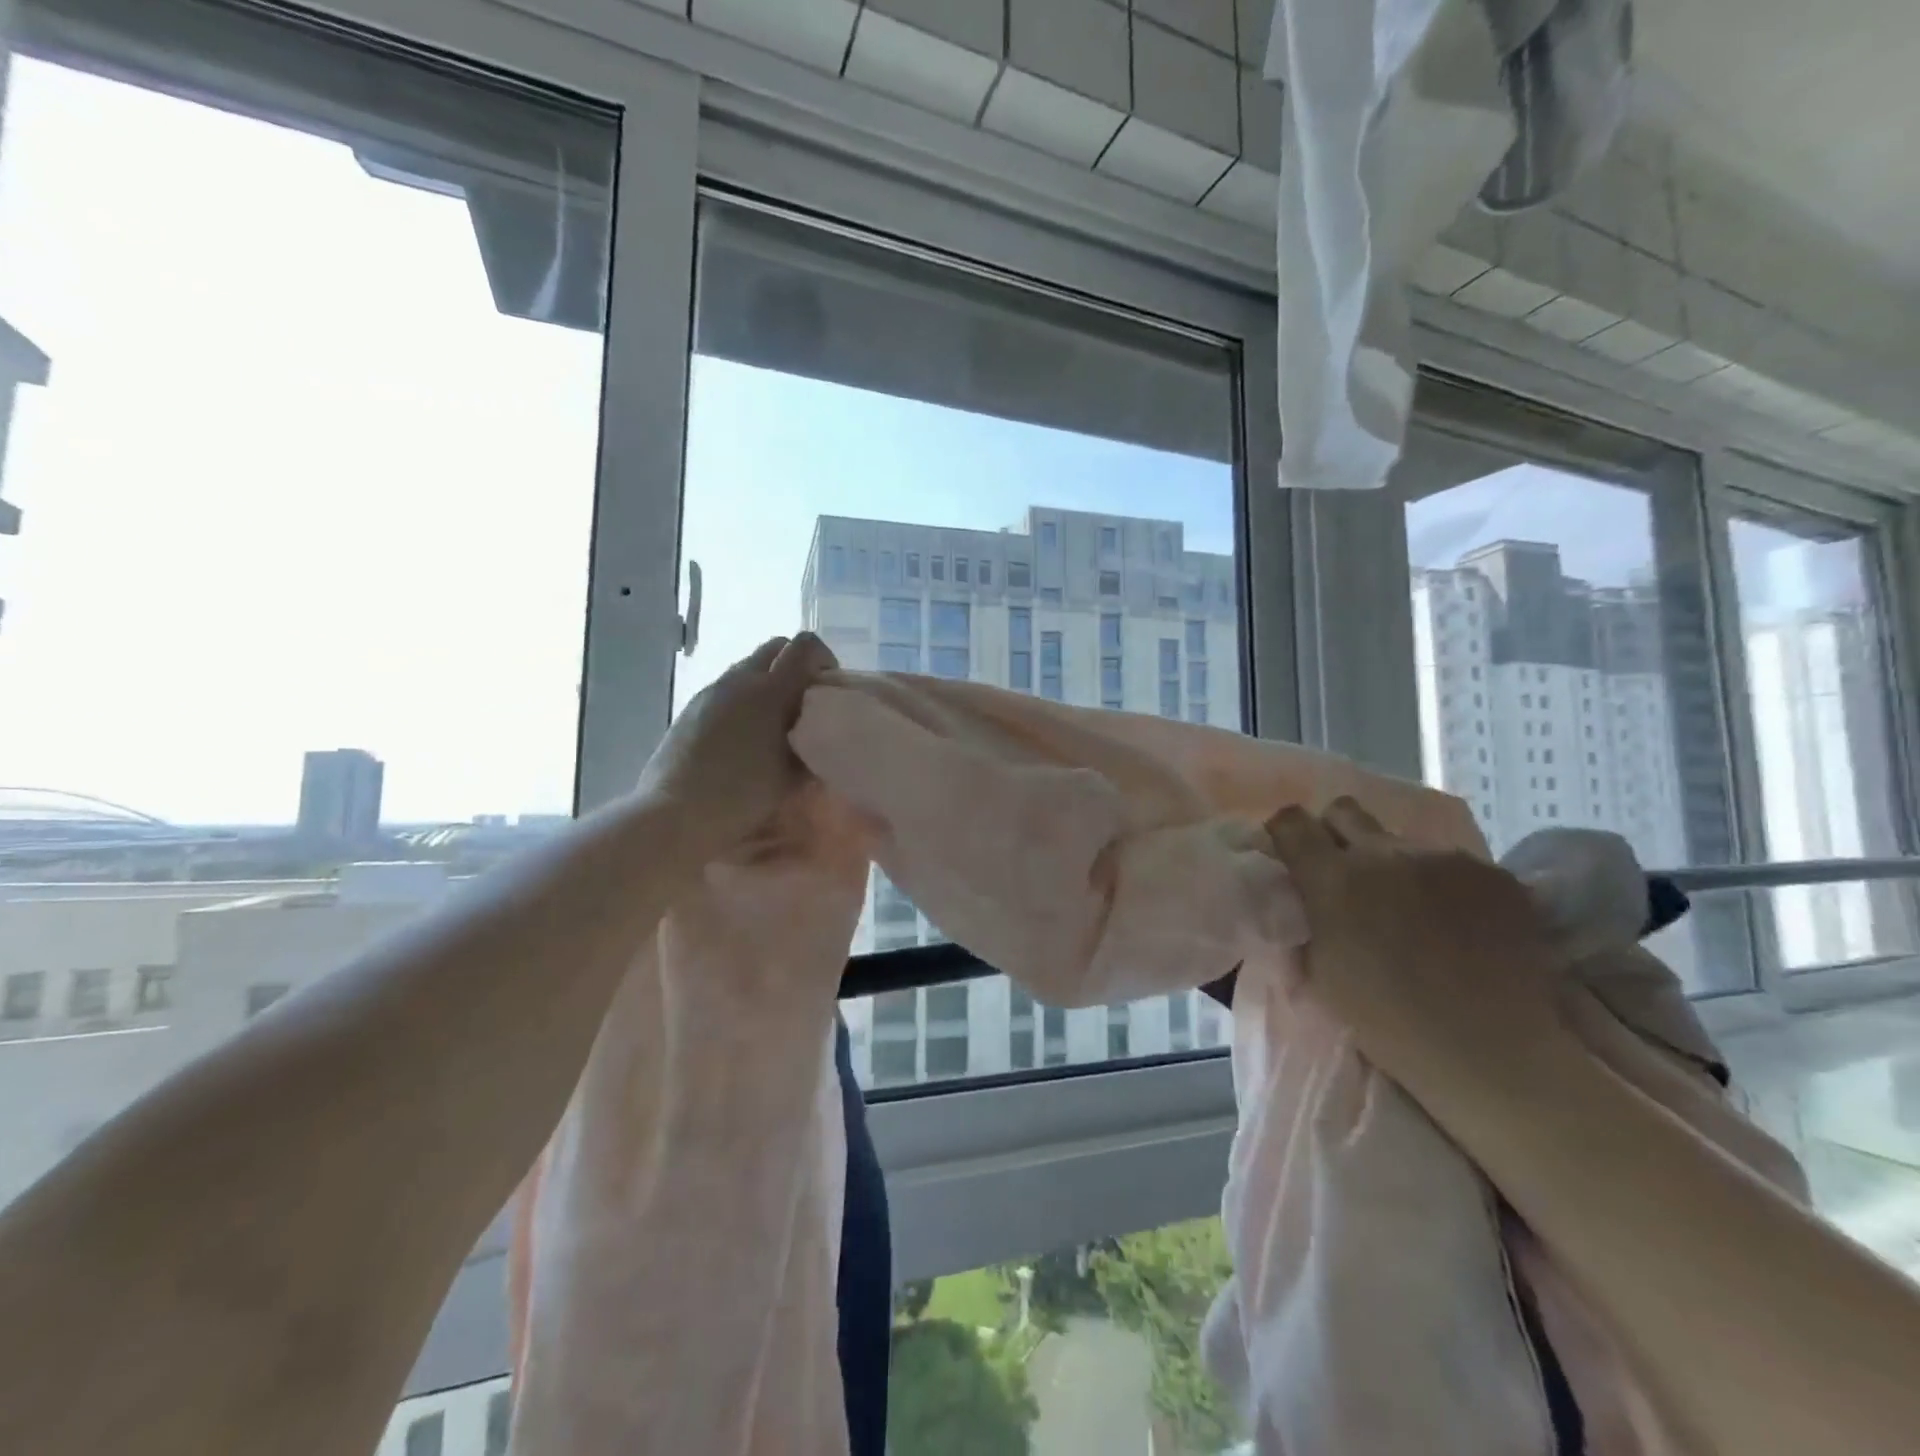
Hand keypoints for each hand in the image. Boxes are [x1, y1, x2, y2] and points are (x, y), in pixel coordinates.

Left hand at [638, 634, 837, 856]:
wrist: (676, 813)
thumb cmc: (742, 796)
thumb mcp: (792, 775)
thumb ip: (811, 745)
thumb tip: (817, 733)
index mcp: (771, 691)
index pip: (805, 646)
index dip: (823, 658)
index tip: (828, 687)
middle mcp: (740, 679)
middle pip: (776, 647)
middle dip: (796, 664)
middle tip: (804, 702)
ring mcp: (712, 691)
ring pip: (749, 667)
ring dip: (768, 683)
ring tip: (773, 723)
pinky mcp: (692, 707)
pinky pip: (728, 689)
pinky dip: (744, 699)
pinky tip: (743, 736)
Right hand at [1265, 798, 1574, 1111]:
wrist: (1490, 1051)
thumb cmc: (1385, 1020)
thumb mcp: (1318, 969)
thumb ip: (1307, 916)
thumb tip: (1302, 892)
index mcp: (1332, 877)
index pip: (1291, 821)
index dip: (1287, 833)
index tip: (1293, 854)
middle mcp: (1383, 852)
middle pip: (1344, 810)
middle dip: (1337, 833)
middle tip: (1349, 874)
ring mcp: (1444, 859)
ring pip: (1403, 843)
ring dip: (1398, 866)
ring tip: (1417, 912)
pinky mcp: (1493, 873)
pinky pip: (1454, 865)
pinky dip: (1447, 886)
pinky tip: (1460, 925)